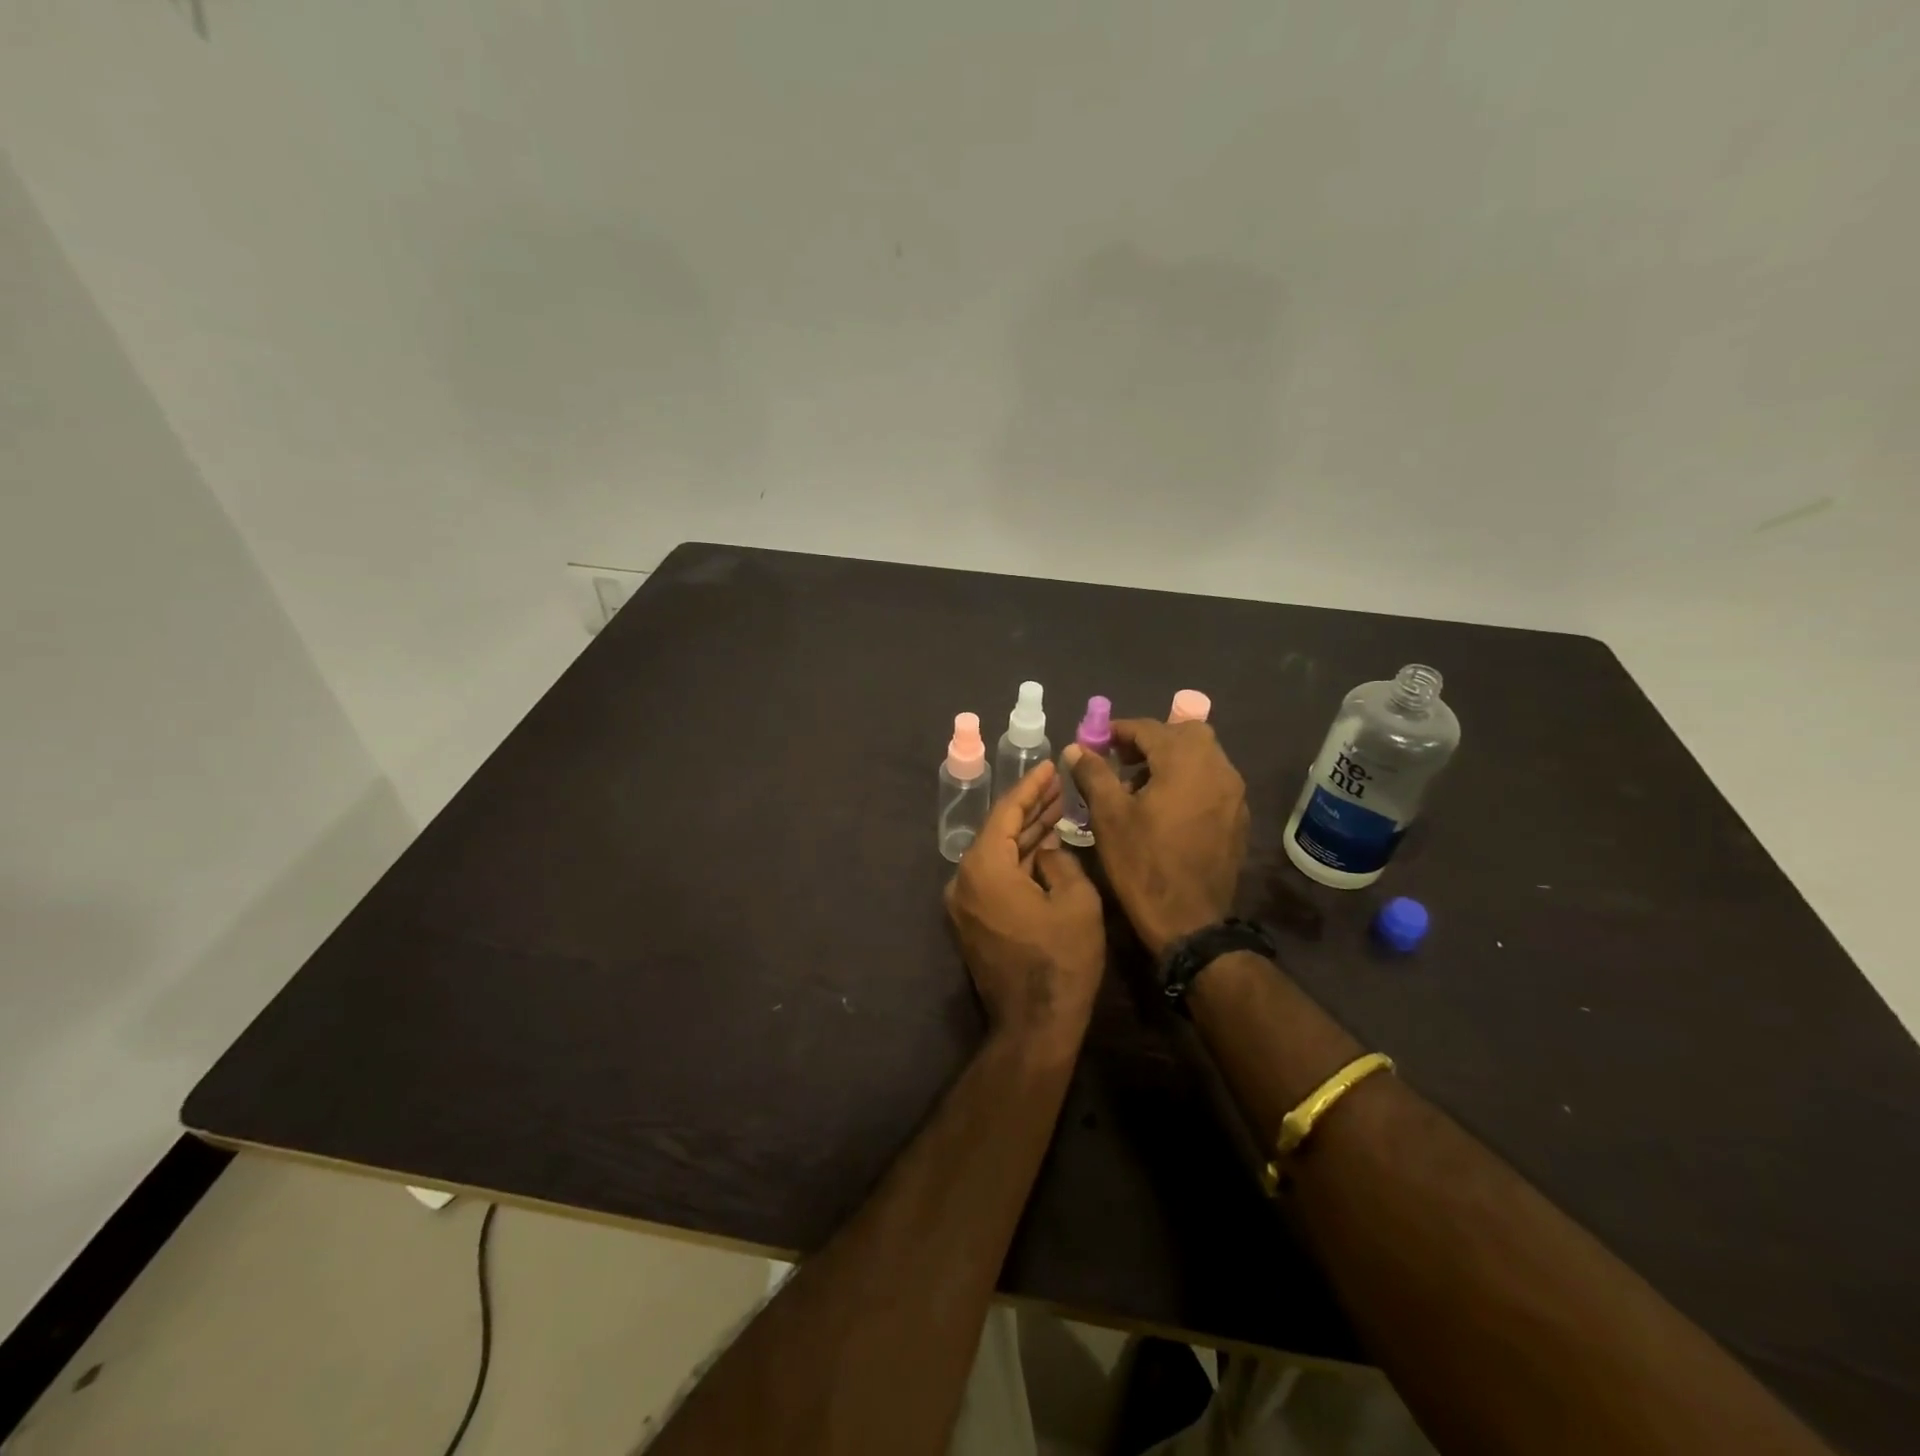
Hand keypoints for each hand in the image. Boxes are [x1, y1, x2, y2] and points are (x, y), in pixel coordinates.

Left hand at [945, 762, 1105, 1059]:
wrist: (1034, 1025)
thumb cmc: (1060, 960)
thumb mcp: (1076, 902)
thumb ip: (1061, 862)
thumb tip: (1048, 851)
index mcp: (984, 867)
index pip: (1006, 812)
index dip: (1031, 787)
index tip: (1051, 765)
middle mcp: (964, 879)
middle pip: (999, 831)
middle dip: (1030, 808)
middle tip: (1059, 785)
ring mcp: (965, 903)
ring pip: (999, 855)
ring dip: (1027, 834)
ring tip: (1057, 808)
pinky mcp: (974, 921)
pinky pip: (996, 878)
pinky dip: (1020, 861)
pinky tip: (1045, 847)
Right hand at [1064, 720, 1248, 955]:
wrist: (1190, 921)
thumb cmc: (1143, 864)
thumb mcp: (1108, 816)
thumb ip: (1093, 773)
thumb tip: (1076, 748)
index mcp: (1186, 762)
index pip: (1149, 728)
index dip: (1118, 731)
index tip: (1095, 743)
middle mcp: (1218, 768)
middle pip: (1184, 734)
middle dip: (1150, 740)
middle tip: (1121, 761)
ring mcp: (1234, 794)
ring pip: (1202, 757)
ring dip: (1171, 759)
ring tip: (1140, 787)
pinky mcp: (1238, 817)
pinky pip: (1212, 782)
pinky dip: (1188, 780)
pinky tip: (1166, 808)